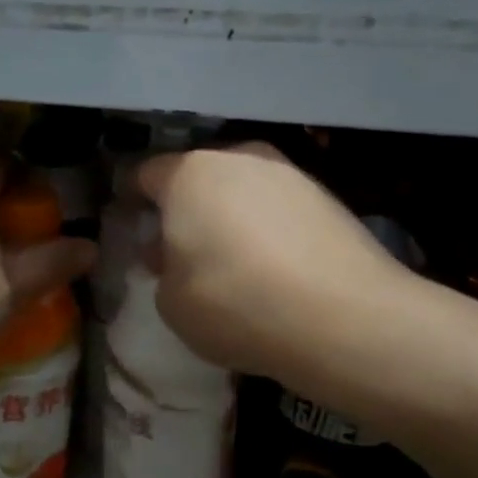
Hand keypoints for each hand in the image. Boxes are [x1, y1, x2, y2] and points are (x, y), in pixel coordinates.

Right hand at [138, 143, 406, 383]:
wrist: (342, 317)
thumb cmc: (234, 303)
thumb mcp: (171, 302)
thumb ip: (163, 269)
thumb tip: (173, 252)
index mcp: (189, 174)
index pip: (146, 174)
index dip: (134, 200)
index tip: (134, 226)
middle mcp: (240, 159)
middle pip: (199, 177)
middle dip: (187, 208)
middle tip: (184, 250)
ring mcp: (290, 174)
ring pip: (243, 190)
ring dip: (231, 217)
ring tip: (235, 262)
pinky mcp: (329, 198)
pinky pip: (280, 209)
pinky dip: (270, 230)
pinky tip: (275, 269)